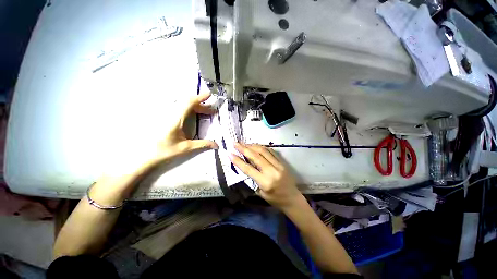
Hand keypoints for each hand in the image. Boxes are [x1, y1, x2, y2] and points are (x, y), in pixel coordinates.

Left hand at [154, 93, 217, 162]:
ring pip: (184, 105)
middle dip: (202, 105)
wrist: (147, 155)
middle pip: (187, 103)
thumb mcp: (186, 148)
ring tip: (206, 112)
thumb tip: (216, 145)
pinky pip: (180, 109)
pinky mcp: (167, 119)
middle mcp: (171, 114)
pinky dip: (190, 109)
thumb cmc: (165, 151)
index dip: (199, 98)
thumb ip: (202, 144)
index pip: (188, 104)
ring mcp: (168, 116)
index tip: (209, 94)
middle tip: (212, 111)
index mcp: (176, 119)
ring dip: (196, 107)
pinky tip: (195, 114)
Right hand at [230, 143, 303, 209]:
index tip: (230, 153)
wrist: (292, 199)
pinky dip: (262, 147)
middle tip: (236, 143)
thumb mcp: (260, 193)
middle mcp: (272, 171)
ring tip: (244, 143)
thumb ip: (253, 179)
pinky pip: (271, 151)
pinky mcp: (282, 162)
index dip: (238, 161)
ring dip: (252, 146)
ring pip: (264, 151)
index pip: (249, 169)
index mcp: (265, 182)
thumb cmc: (275, 199)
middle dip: (244, 148)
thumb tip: (245, 165)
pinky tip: (255, 146)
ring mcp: (279, 165)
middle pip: (256, 156)